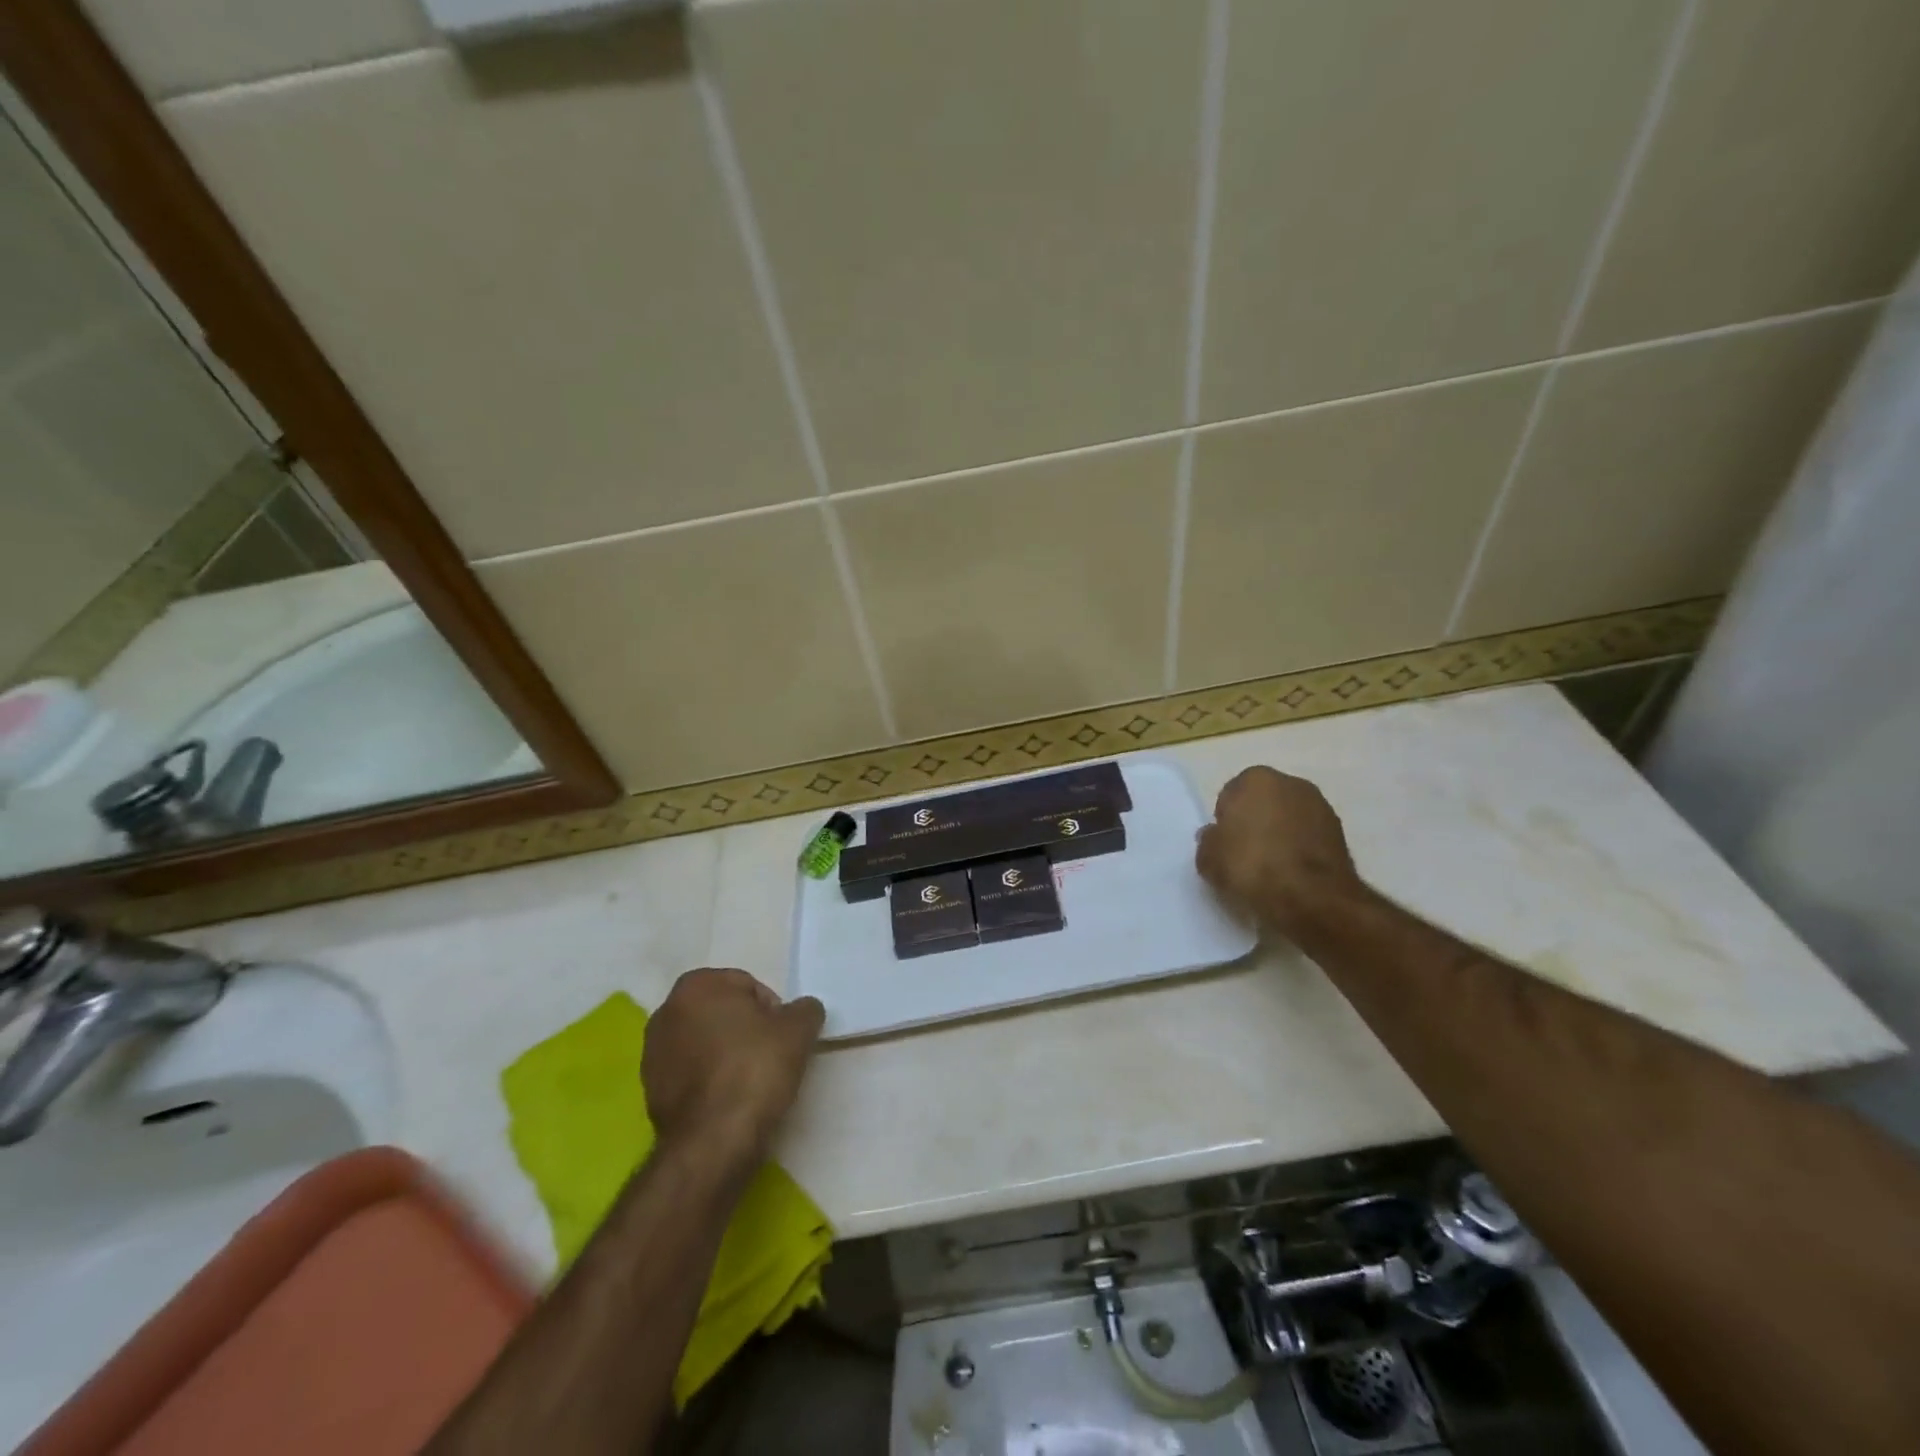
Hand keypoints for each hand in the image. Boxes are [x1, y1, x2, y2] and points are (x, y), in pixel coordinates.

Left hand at [643, 968, 824, 1166]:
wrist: (713, 1141)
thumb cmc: (755, 1069)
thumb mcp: (799, 1030)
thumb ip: (805, 1009)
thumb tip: (801, 1011)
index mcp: (696, 985)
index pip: (747, 986)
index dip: (772, 1010)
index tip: (783, 1037)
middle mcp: (666, 1011)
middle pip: (723, 1013)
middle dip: (745, 1029)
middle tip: (770, 1056)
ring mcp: (652, 1054)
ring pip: (705, 1043)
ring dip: (726, 1054)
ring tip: (750, 1082)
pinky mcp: (649, 1092)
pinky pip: (691, 1074)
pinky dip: (709, 1080)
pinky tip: (729, 1101)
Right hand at [1196, 767, 1367, 938]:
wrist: (1313, 899)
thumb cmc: (1252, 866)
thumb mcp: (1209, 858)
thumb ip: (1208, 841)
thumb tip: (1215, 837)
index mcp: (1256, 778)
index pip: (1231, 795)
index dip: (1225, 820)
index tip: (1225, 844)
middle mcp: (1292, 783)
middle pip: (1263, 803)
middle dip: (1255, 823)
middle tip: (1245, 855)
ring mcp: (1321, 808)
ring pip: (1289, 820)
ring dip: (1280, 836)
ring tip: (1270, 870)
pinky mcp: (1341, 835)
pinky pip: (1308, 839)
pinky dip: (1300, 852)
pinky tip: (1291, 877)